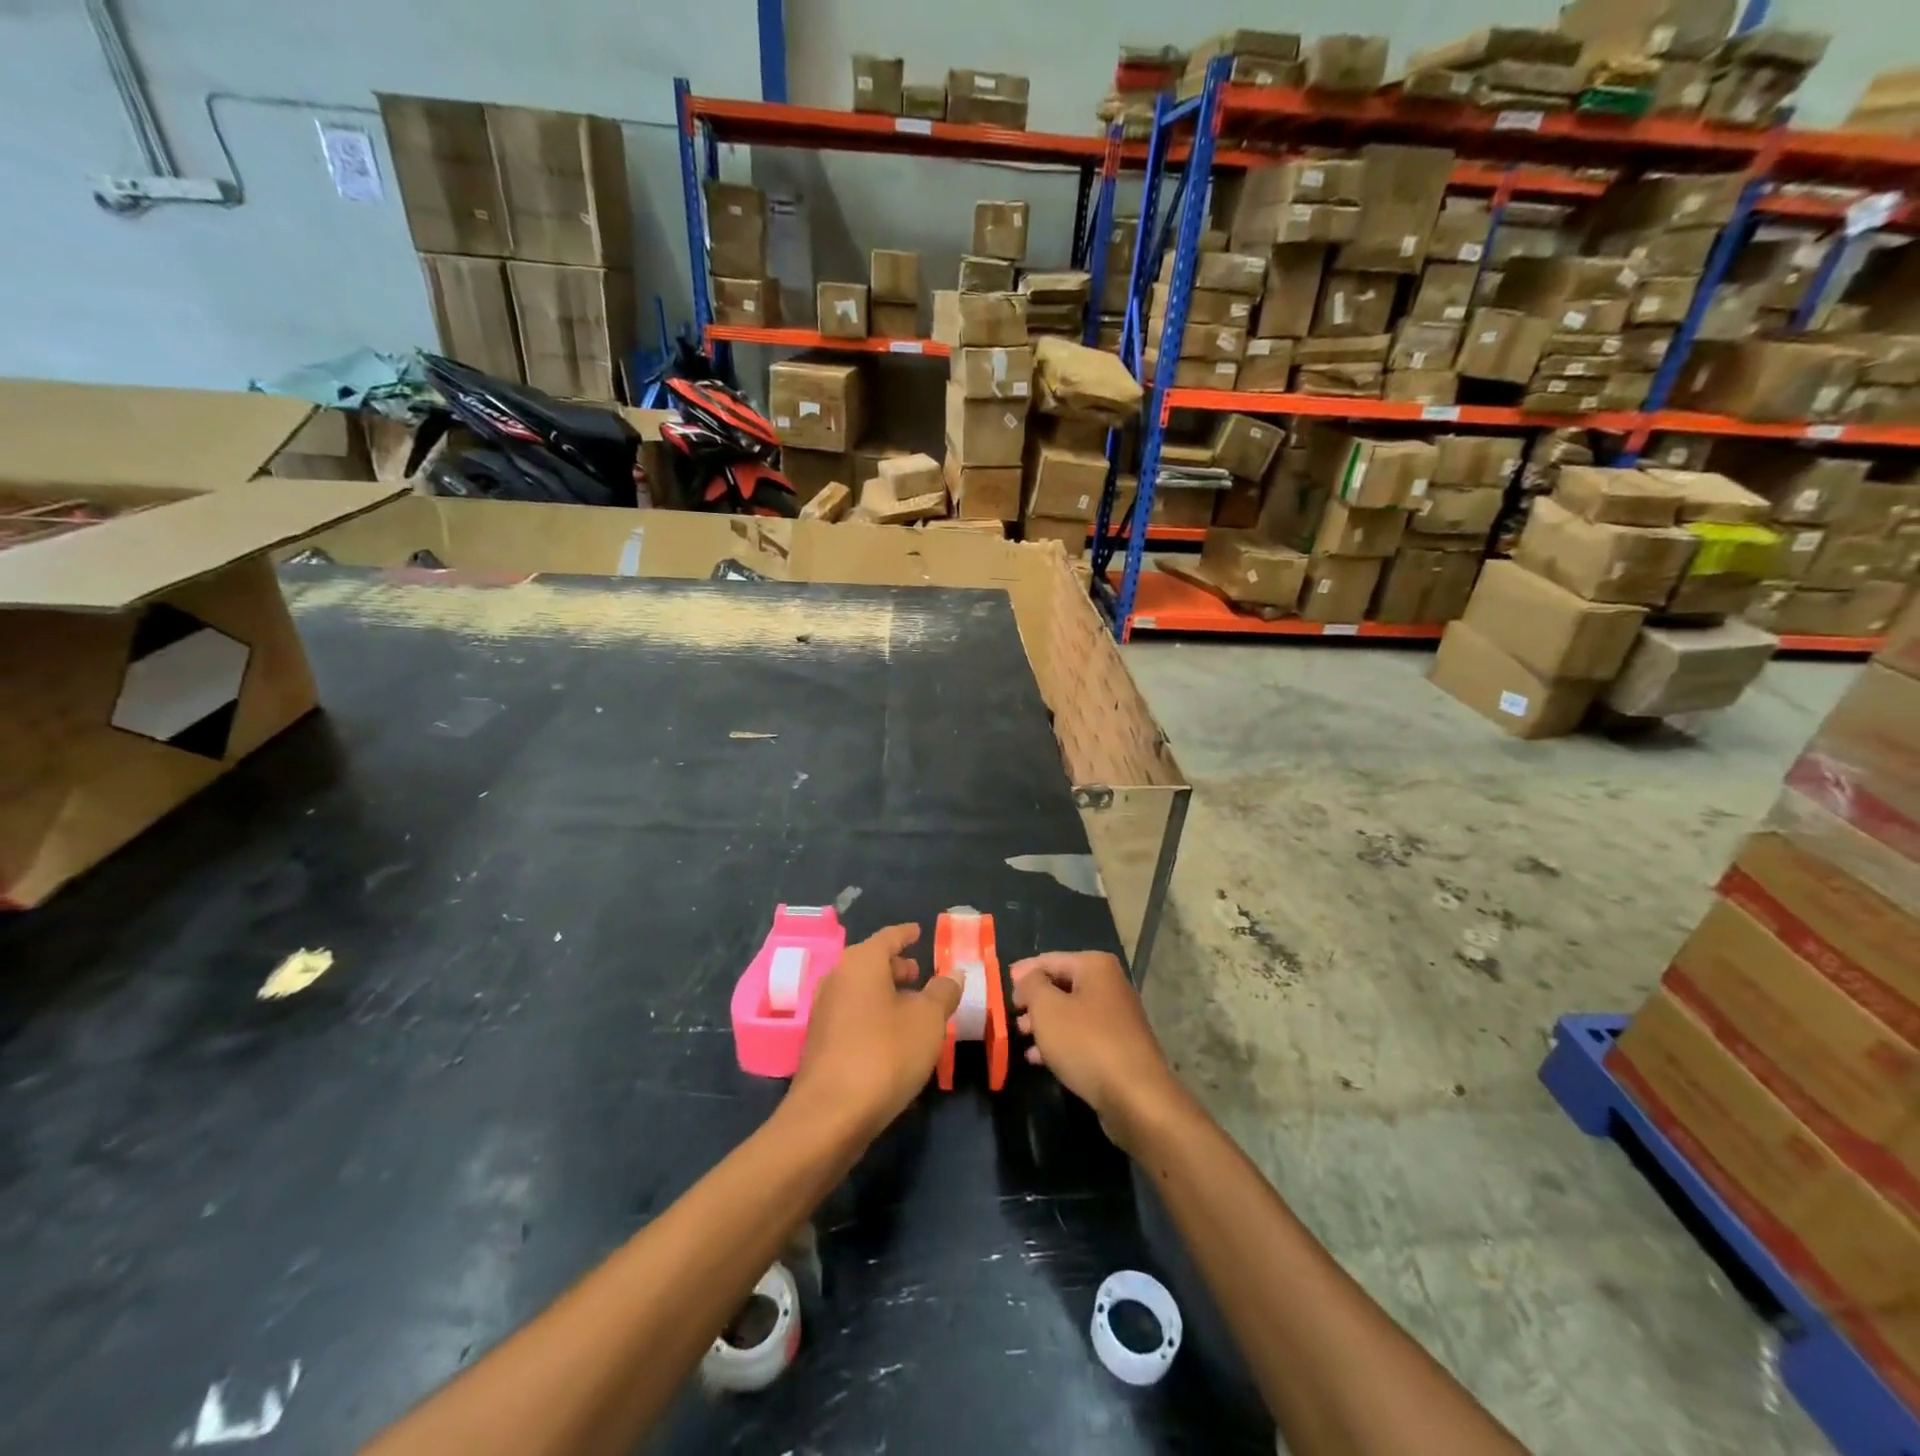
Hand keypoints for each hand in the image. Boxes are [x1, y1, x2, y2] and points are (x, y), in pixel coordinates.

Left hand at [790, 924, 959, 1138]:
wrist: (830, 1115)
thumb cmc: (885, 1053)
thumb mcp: (928, 1020)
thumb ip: (943, 992)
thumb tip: (953, 973)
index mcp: (861, 963)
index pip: (888, 937)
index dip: (906, 934)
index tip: (919, 932)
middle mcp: (837, 979)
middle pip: (870, 963)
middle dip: (896, 966)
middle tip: (920, 973)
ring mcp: (824, 1012)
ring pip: (860, 990)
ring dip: (885, 993)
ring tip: (912, 1007)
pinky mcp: (820, 1043)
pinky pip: (852, 1015)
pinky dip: (873, 1015)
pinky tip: (892, 1036)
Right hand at [1010, 951, 1184, 1149]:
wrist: (1136, 1098)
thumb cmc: (1086, 1043)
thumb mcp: (1047, 1008)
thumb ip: (1031, 985)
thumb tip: (1026, 976)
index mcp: (1095, 966)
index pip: (1049, 959)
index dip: (1022, 972)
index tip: (1000, 987)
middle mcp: (1110, 985)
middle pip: (1061, 985)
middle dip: (1033, 1000)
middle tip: (1010, 1015)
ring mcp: (1117, 1018)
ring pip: (1070, 1013)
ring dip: (1043, 1023)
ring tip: (1019, 1037)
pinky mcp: (1118, 1047)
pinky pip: (1081, 1036)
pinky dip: (1059, 1042)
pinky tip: (1037, 1058)